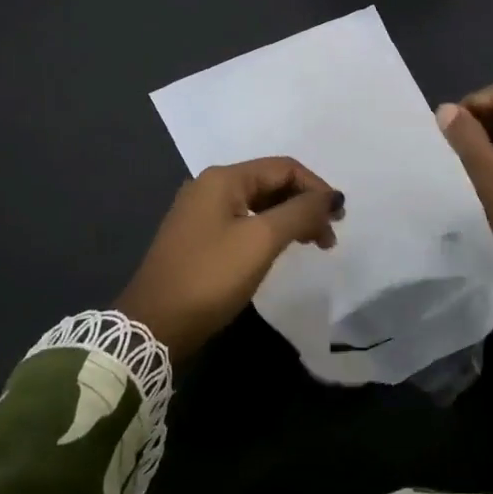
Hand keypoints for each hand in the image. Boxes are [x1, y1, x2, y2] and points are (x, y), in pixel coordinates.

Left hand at [115, 157, 343, 360]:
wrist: (153, 325)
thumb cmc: (211, 277)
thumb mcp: (261, 241)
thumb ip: (300, 212)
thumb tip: (332, 197)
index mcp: (223, 179)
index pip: (283, 168)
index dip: (316, 188)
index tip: (339, 218)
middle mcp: (210, 187)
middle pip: (271, 183)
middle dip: (304, 204)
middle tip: (329, 236)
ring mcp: (201, 212)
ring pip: (259, 204)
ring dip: (290, 219)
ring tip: (314, 244)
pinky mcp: (198, 237)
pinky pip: (244, 221)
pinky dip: (269, 230)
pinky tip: (282, 248)